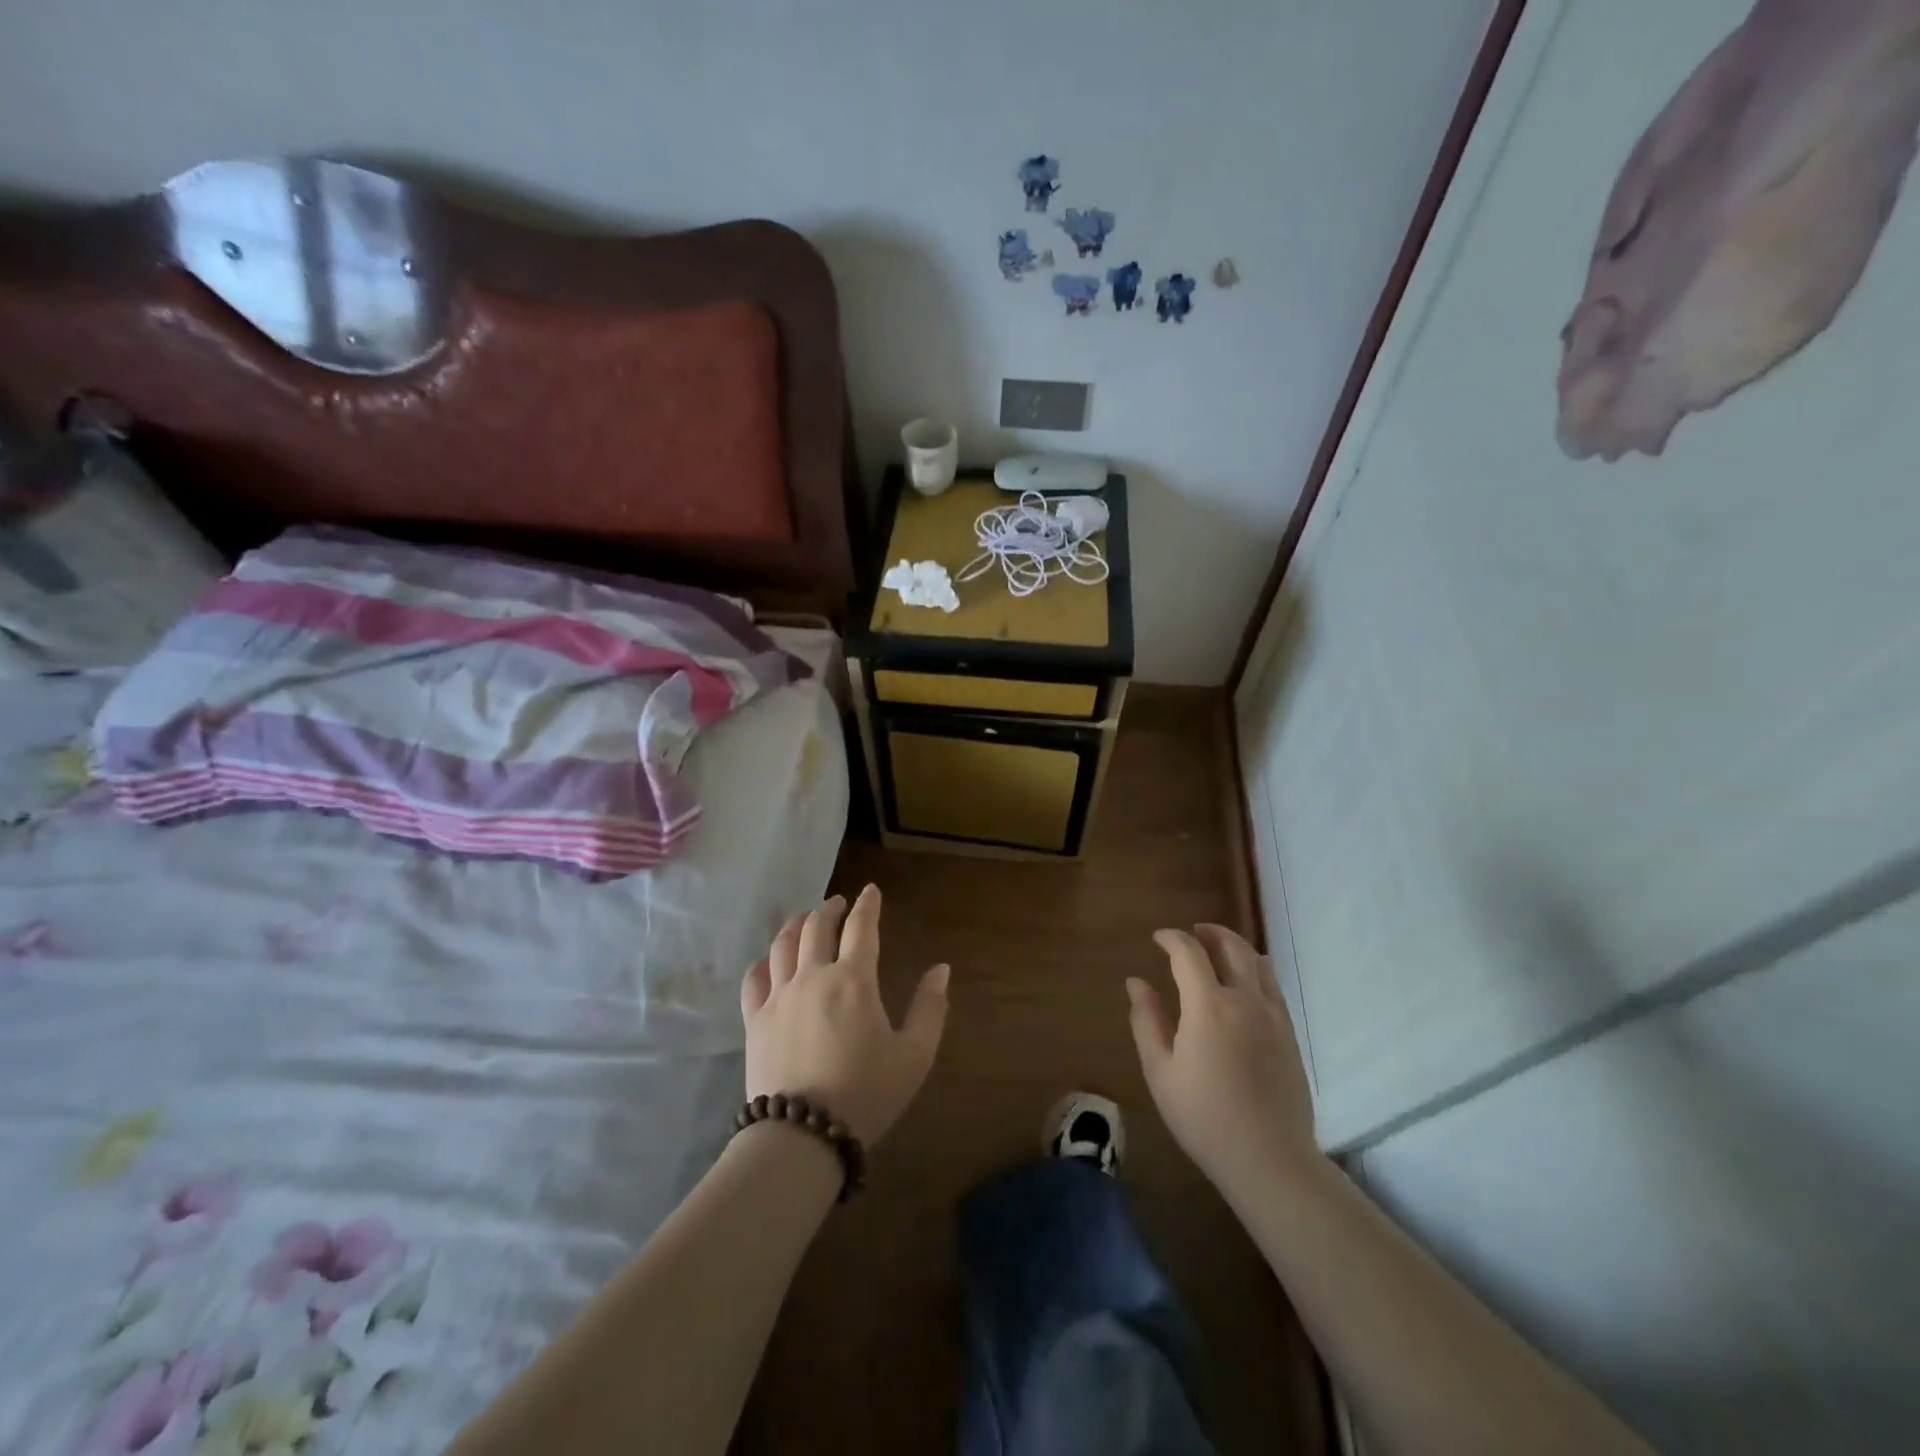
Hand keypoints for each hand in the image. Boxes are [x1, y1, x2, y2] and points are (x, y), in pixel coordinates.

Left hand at [741, 885, 948, 1145]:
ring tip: (804, 920)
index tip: (870, 890)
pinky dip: (763, 962)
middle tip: (837, 904)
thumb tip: (941, 969)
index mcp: (854, 980)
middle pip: (817, 927)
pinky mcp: (755, 1020)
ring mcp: (779, 996)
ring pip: (783, 944)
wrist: (803, 1136)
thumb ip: (930, 1008)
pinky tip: (768, 962)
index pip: (861, 927)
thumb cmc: (867, 1093)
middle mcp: (813, 976)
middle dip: (830, 909)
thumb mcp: (914, 1055)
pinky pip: (754, 979)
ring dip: (796, 925)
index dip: (867, 905)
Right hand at [1127, 924, 1318, 1191]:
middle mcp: (1245, 999)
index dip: (1172, 938)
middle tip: (1191, 934)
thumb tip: (1136, 982)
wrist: (1269, 1158)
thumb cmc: (1203, 1116)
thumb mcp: (1160, 1070)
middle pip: (1231, 947)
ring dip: (1234, 947)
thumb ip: (1146, 1020)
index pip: (1189, 952)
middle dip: (1208, 933)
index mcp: (1209, 1005)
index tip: (1157, 938)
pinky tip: (1243, 984)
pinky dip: (1254, 970)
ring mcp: (1273, 1015)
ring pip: (1257, 962)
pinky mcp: (1290, 1033)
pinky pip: (1272, 985)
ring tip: (1216, 952)